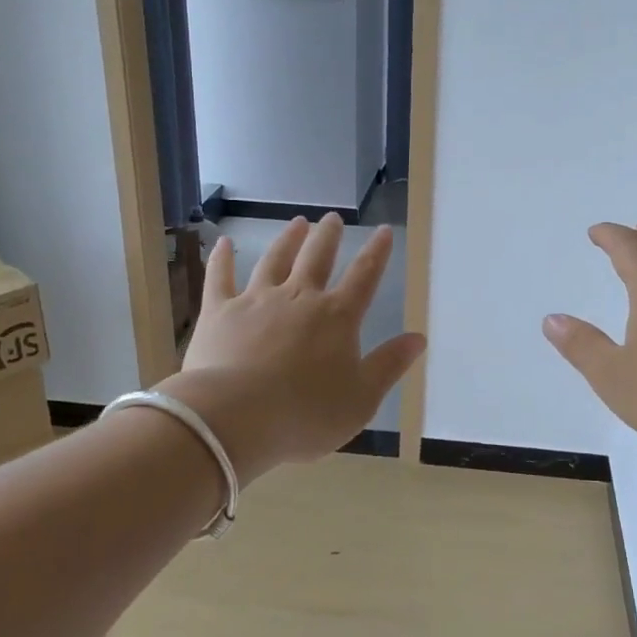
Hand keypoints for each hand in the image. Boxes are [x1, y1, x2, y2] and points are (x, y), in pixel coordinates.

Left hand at [163, 215, 425, 481]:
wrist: (235, 417)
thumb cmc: (306, 414)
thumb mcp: (361, 399)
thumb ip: (389, 365)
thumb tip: (418, 338)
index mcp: (337, 317)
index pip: (364, 276)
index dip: (376, 253)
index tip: (383, 231)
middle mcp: (299, 297)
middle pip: (317, 258)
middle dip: (328, 237)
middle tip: (333, 219)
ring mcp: (256, 300)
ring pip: (275, 260)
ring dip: (288, 240)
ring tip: (297, 223)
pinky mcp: (219, 311)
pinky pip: (220, 277)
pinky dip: (222, 259)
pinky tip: (224, 243)